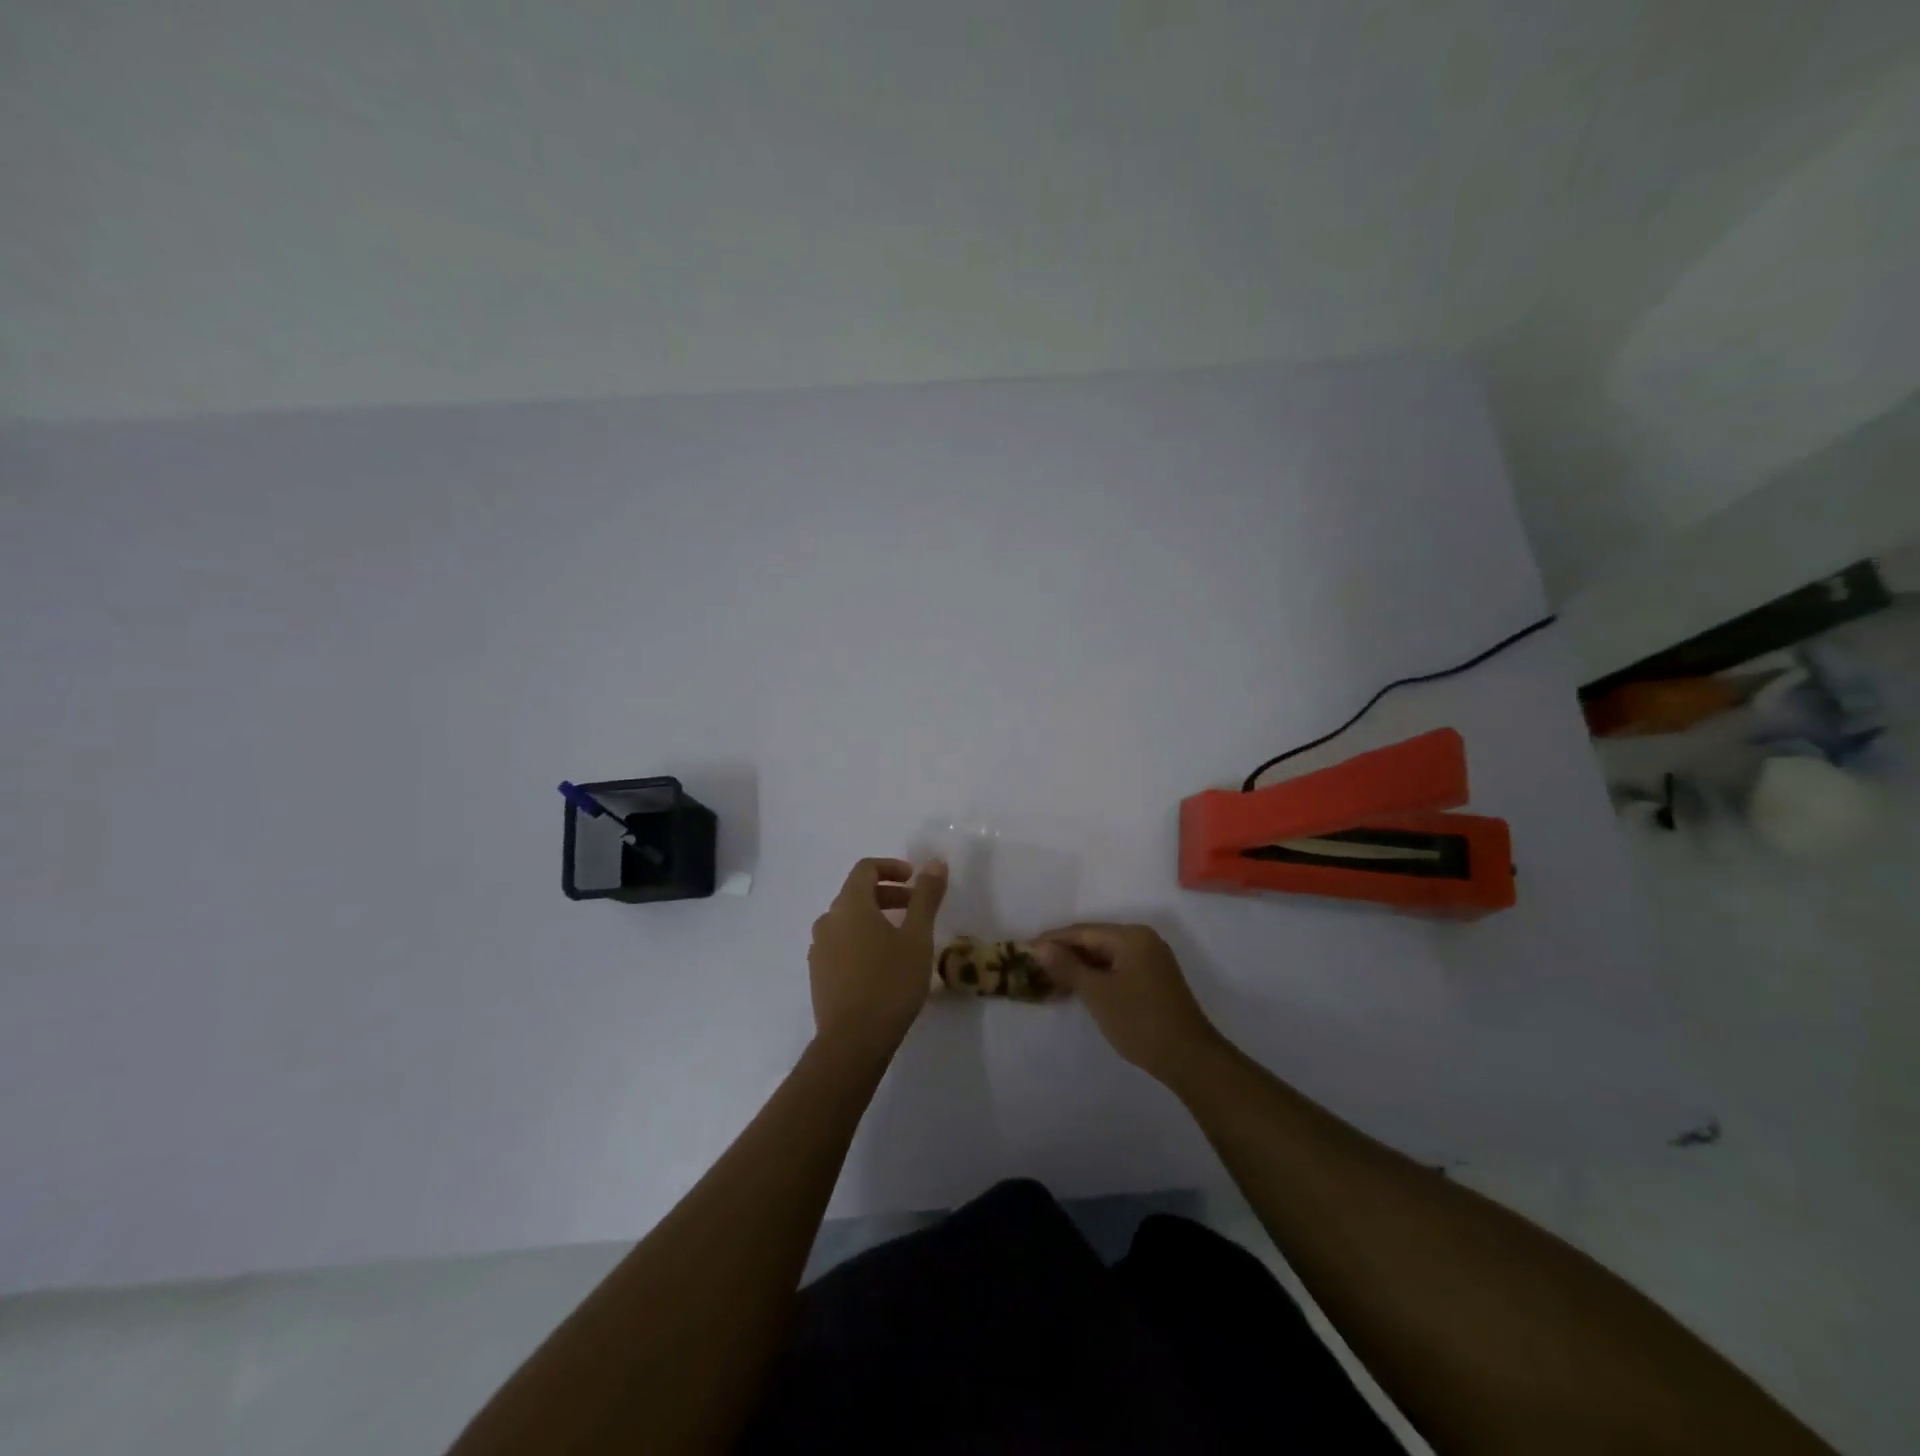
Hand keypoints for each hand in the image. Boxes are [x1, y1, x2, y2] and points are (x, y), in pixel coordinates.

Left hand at [808, 857, 947, 1060]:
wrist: (853, 1041)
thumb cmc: (890, 982)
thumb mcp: (917, 937)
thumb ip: (926, 897)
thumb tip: (935, 862)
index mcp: (850, 905)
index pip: (865, 869)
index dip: (891, 867)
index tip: (915, 879)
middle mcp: (828, 920)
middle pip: (856, 893)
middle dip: (888, 894)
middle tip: (916, 908)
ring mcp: (819, 948)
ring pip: (848, 920)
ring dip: (874, 918)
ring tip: (902, 938)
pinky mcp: (818, 974)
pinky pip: (840, 943)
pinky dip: (861, 939)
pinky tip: (881, 964)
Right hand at [1034, 924, 1223, 1084]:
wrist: (1189, 1058)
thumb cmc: (1140, 1022)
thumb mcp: (1098, 994)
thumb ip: (1067, 967)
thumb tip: (1040, 947)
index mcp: (1131, 936)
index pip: (1082, 932)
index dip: (1052, 941)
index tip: (1024, 950)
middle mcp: (1143, 940)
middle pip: (1095, 940)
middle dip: (1065, 954)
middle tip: (1033, 966)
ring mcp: (1151, 959)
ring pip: (1106, 956)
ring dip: (1079, 967)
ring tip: (1049, 979)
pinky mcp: (1154, 978)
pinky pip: (1118, 967)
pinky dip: (1097, 976)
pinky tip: (1078, 988)